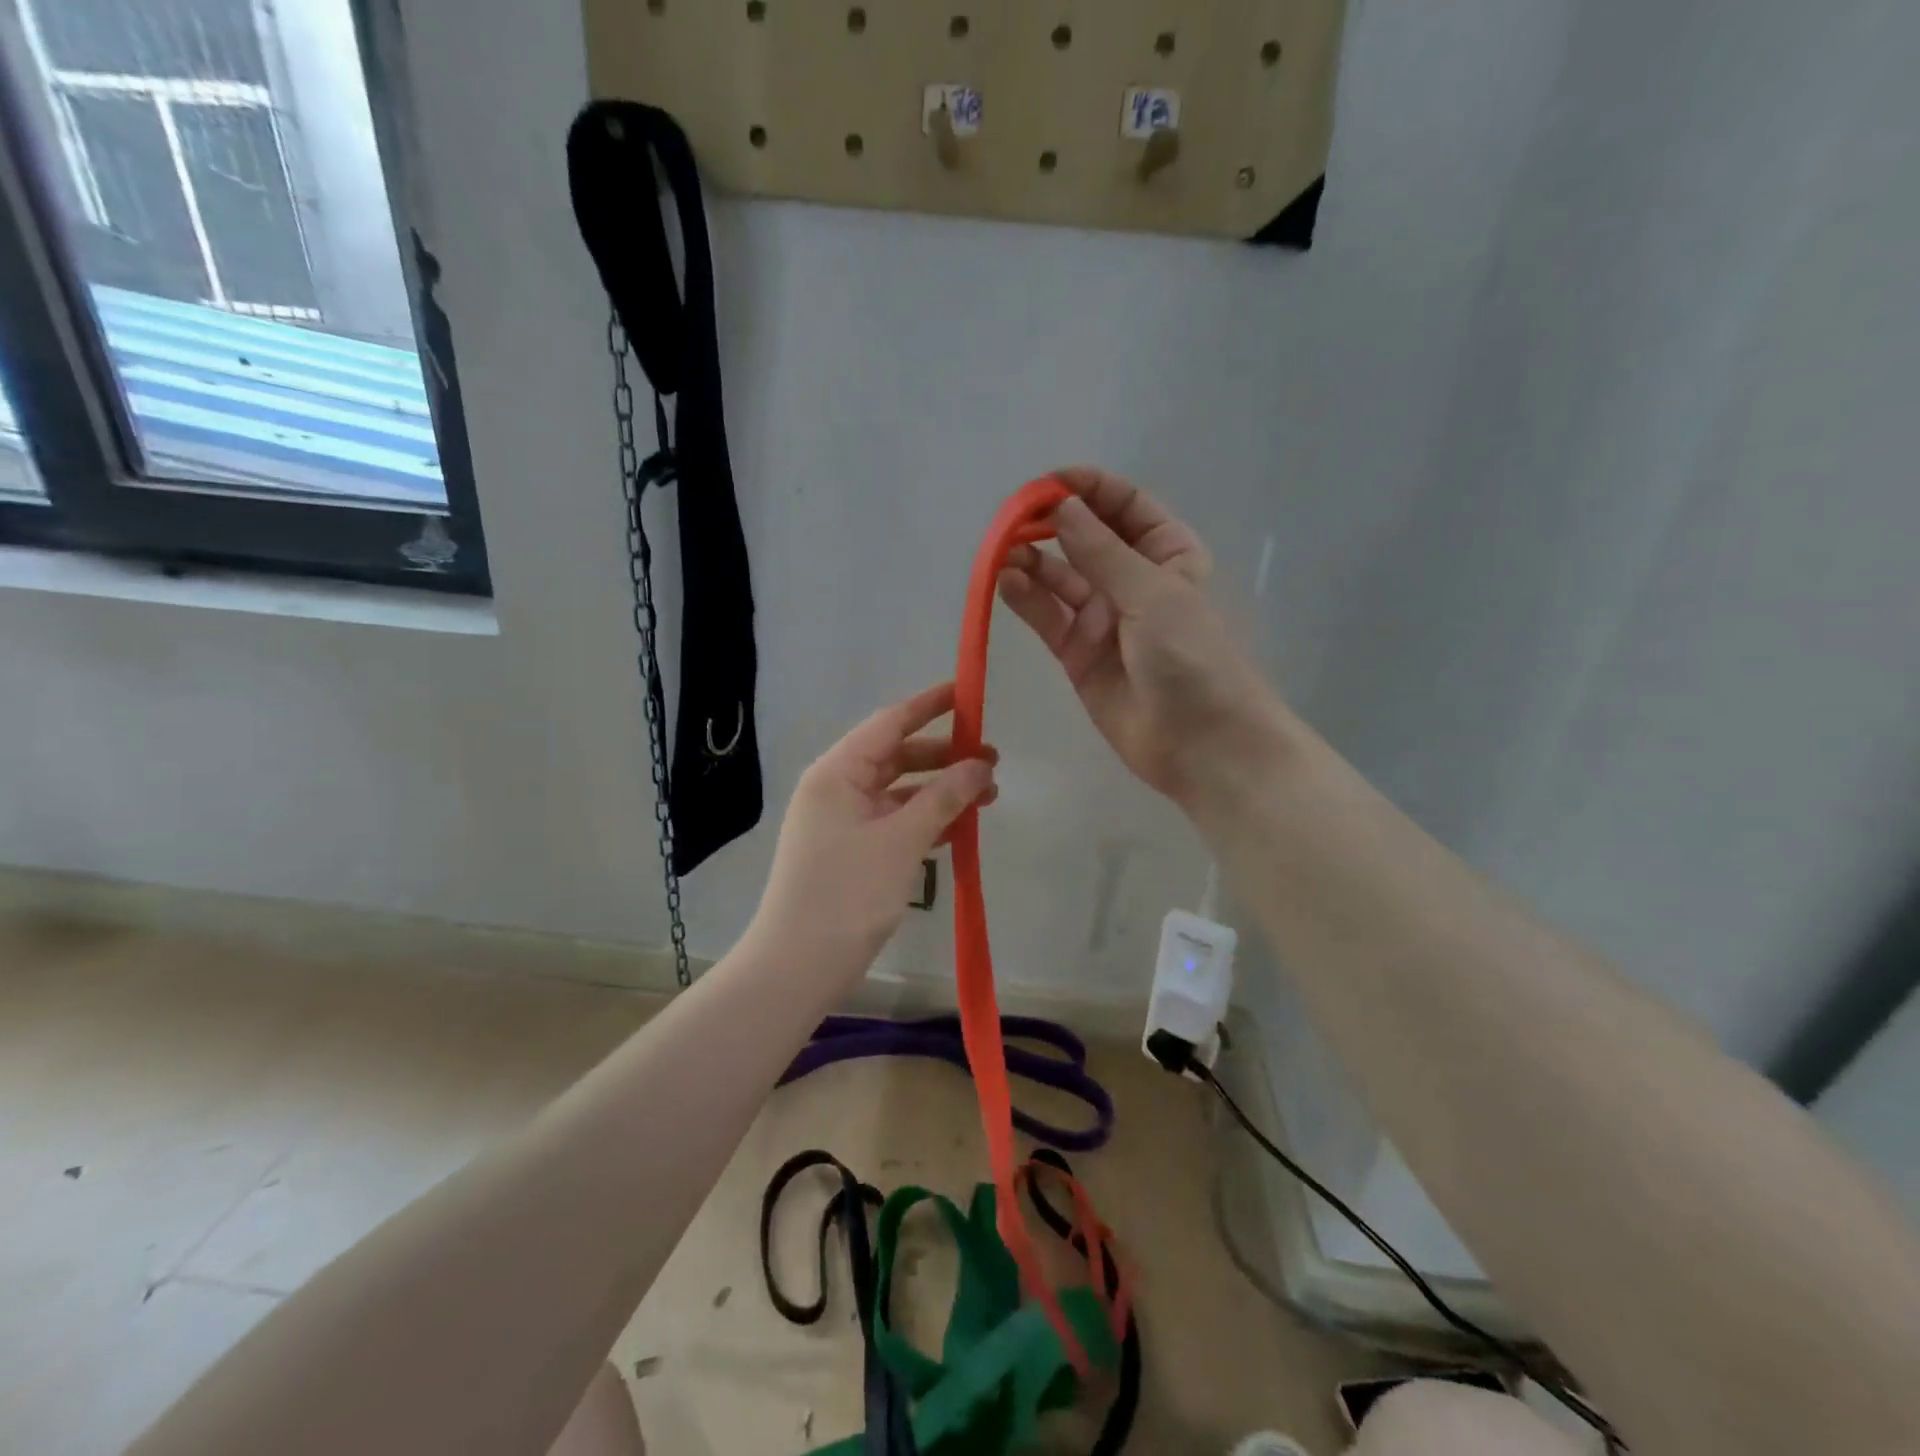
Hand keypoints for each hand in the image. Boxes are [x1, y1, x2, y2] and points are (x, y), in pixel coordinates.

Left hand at [747, 683, 997, 983]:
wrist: (798, 966)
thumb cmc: (847, 894)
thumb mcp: (902, 840)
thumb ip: (944, 797)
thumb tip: (980, 764)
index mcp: (837, 773)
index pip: (889, 724)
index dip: (930, 706)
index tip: (968, 693)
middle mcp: (836, 789)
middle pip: (897, 757)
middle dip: (945, 757)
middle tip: (992, 762)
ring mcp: (842, 822)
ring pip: (900, 793)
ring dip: (941, 792)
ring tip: (989, 797)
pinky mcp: (851, 852)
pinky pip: (894, 823)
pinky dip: (926, 821)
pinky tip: (960, 829)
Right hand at [998, 467, 1286, 807]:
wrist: (1201, 744)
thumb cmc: (1191, 658)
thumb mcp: (1153, 594)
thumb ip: (1102, 552)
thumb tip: (1061, 507)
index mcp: (1166, 554)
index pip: (1124, 506)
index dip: (1088, 489)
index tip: (1047, 484)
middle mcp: (1131, 580)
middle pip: (1085, 538)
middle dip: (1051, 524)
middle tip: (1012, 520)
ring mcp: (1102, 618)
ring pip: (1058, 577)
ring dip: (1031, 561)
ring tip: (1003, 553)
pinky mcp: (1077, 653)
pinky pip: (1047, 617)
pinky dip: (1026, 598)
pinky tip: (1005, 583)